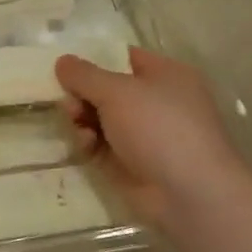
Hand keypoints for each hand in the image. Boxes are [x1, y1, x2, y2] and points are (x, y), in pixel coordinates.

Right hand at [56, 47, 248, 229]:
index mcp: (165, 75)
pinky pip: (100, 143)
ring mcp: (144, 134)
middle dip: (81, 94)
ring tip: (76, 124)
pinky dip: (89, 142)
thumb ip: (84, 74)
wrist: (189, 194)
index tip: (63, 66)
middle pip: (105, 88)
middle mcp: (156, 101)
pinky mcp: (130, 162)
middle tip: (68, 103)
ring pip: (99, 117)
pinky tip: (85, 146)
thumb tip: (62, 61)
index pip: (122, 57)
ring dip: (81, 118)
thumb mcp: (117, 91)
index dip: (93, 58)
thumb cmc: (159, 128)